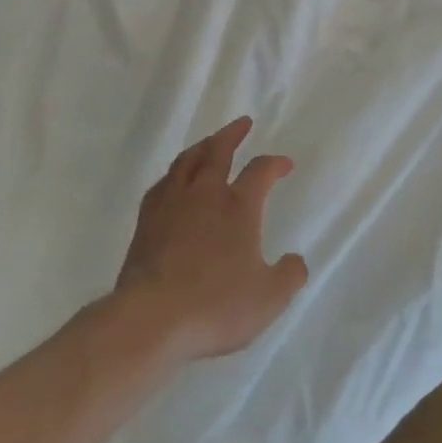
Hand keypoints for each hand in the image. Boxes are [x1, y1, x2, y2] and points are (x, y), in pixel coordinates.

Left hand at [114, 117, 308, 364]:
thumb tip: (296, 261)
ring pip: (186, 162)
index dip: (275, 164)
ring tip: (208, 143)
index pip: (260, 171)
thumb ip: (289, 276)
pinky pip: (162, 185)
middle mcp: (205, 196)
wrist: (150, 320)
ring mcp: (171, 206)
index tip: (284, 165)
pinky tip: (173, 181)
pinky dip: (174, 175)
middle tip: (242, 122)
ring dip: (201, 147)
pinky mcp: (145, 224)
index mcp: (238, 207)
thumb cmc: (215, 306)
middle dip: (232, 134)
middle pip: (218, 152)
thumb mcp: (269, 298)